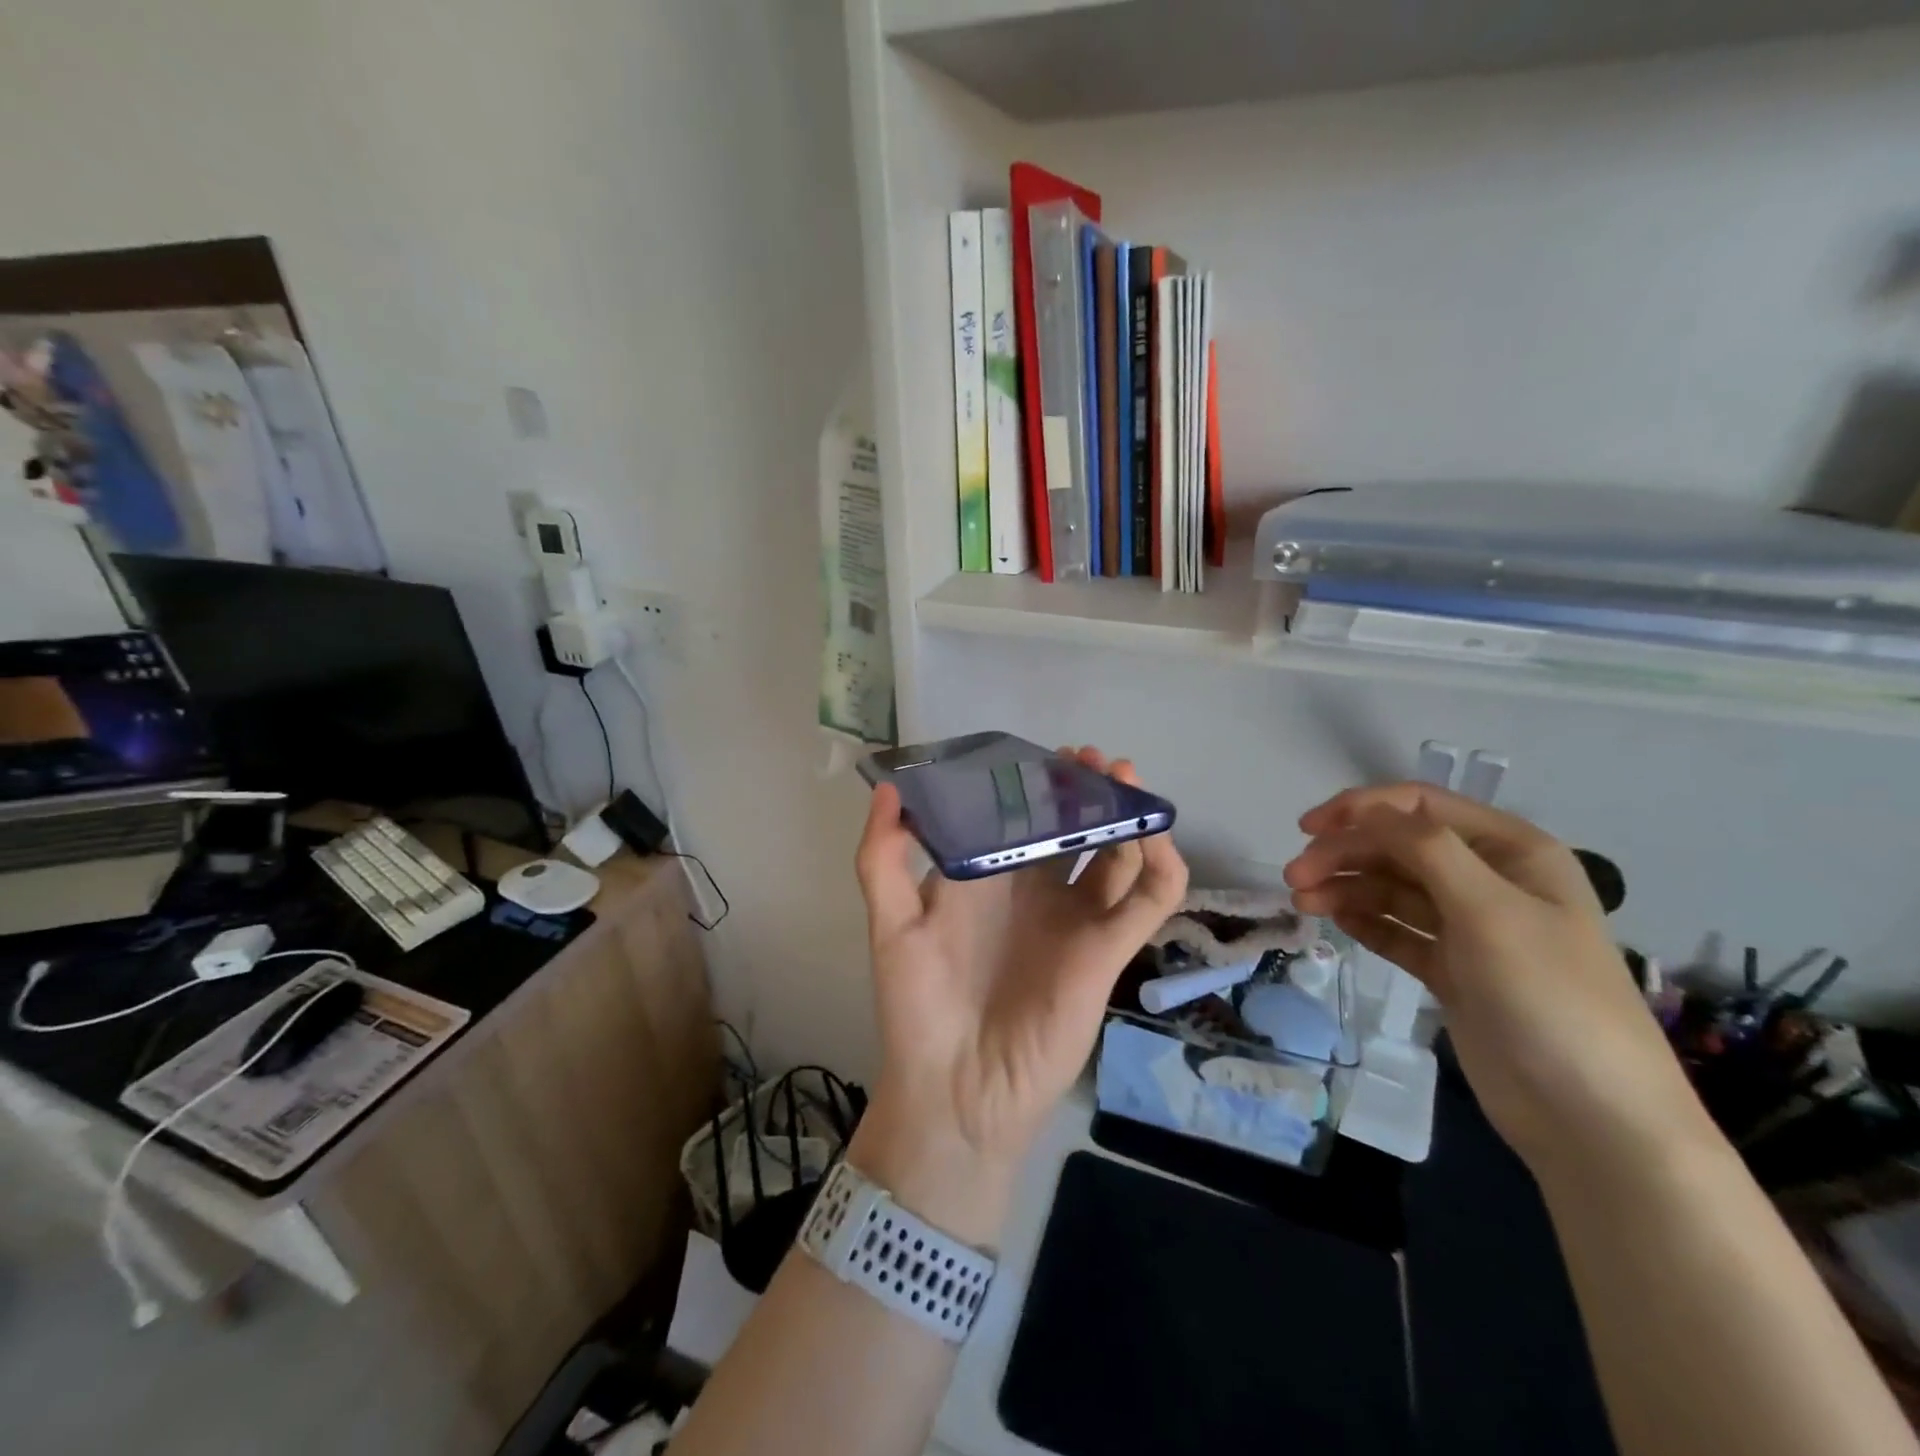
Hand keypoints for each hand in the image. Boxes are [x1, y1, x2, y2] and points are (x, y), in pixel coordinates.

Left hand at [850, 747, 1187, 1243]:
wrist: (956, 1091)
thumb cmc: (919, 1006)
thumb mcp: (891, 925)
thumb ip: (883, 859)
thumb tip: (887, 788)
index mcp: (990, 880)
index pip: (1021, 818)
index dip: (1035, 785)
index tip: (1042, 755)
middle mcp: (1037, 894)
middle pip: (1073, 828)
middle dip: (1085, 790)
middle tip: (1091, 758)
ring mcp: (1076, 920)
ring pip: (1115, 854)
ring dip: (1126, 814)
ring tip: (1123, 778)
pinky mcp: (1107, 951)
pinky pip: (1147, 902)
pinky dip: (1161, 865)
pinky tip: (1152, 832)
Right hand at [1283, 784, 1710, 1178]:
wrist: (1592, 1119)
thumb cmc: (1548, 996)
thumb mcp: (1489, 909)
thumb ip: (1425, 848)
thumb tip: (1365, 811)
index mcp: (1512, 851)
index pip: (1421, 808)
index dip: (1360, 809)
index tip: (1307, 831)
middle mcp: (1490, 880)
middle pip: (1398, 847)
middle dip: (1345, 854)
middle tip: (1294, 879)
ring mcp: (1470, 928)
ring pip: (1391, 889)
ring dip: (1345, 888)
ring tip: (1303, 903)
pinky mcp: (1452, 969)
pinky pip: (1397, 930)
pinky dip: (1364, 921)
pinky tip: (1334, 922)